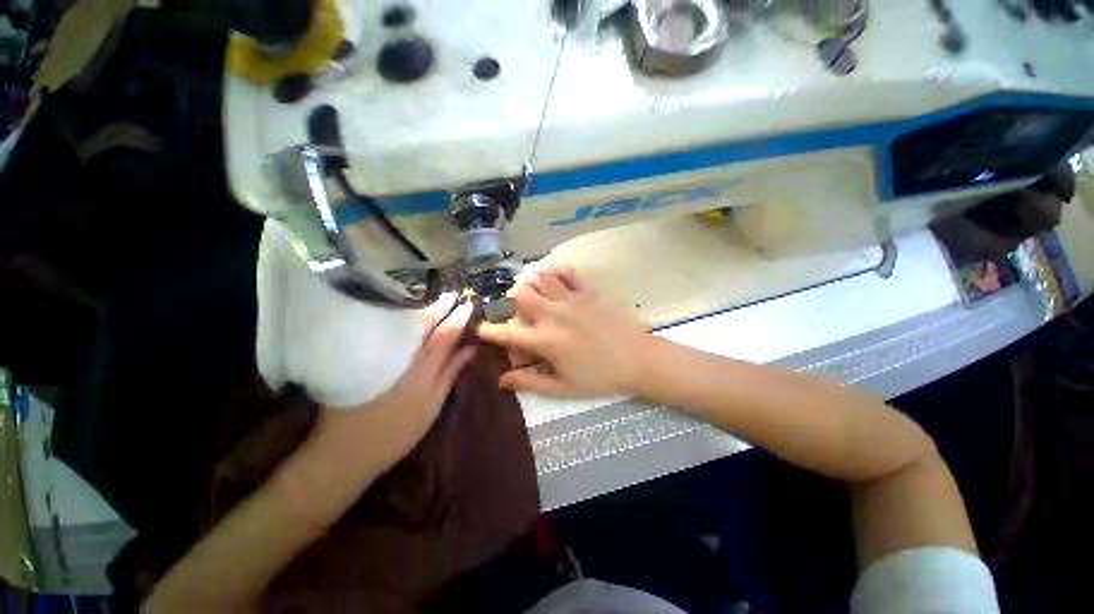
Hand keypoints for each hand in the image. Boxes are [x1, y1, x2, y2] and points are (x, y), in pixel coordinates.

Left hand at [313, 296, 476, 472]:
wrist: (346, 449)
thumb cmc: (397, 430)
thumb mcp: (432, 405)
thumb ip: (450, 373)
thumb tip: (469, 349)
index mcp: (421, 368)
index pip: (444, 334)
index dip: (458, 317)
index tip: (467, 303)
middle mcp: (401, 355)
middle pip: (422, 324)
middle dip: (439, 306)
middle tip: (451, 292)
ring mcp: (380, 355)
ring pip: (403, 325)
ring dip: (419, 310)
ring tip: (432, 298)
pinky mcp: (362, 358)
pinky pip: (385, 332)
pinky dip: (399, 321)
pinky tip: (405, 316)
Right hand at [477, 263, 651, 397]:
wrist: (637, 360)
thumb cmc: (600, 377)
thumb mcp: (563, 387)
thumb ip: (529, 382)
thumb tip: (501, 381)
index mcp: (545, 341)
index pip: (506, 333)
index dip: (488, 331)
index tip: (481, 330)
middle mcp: (553, 315)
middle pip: (520, 295)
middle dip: (513, 301)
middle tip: (520, 311)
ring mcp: (571, 299)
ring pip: (539, 278)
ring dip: (531, 283)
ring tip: (534, 293)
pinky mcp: (588, 290)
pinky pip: (565, 271)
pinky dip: (554, 270)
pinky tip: (552, 277)